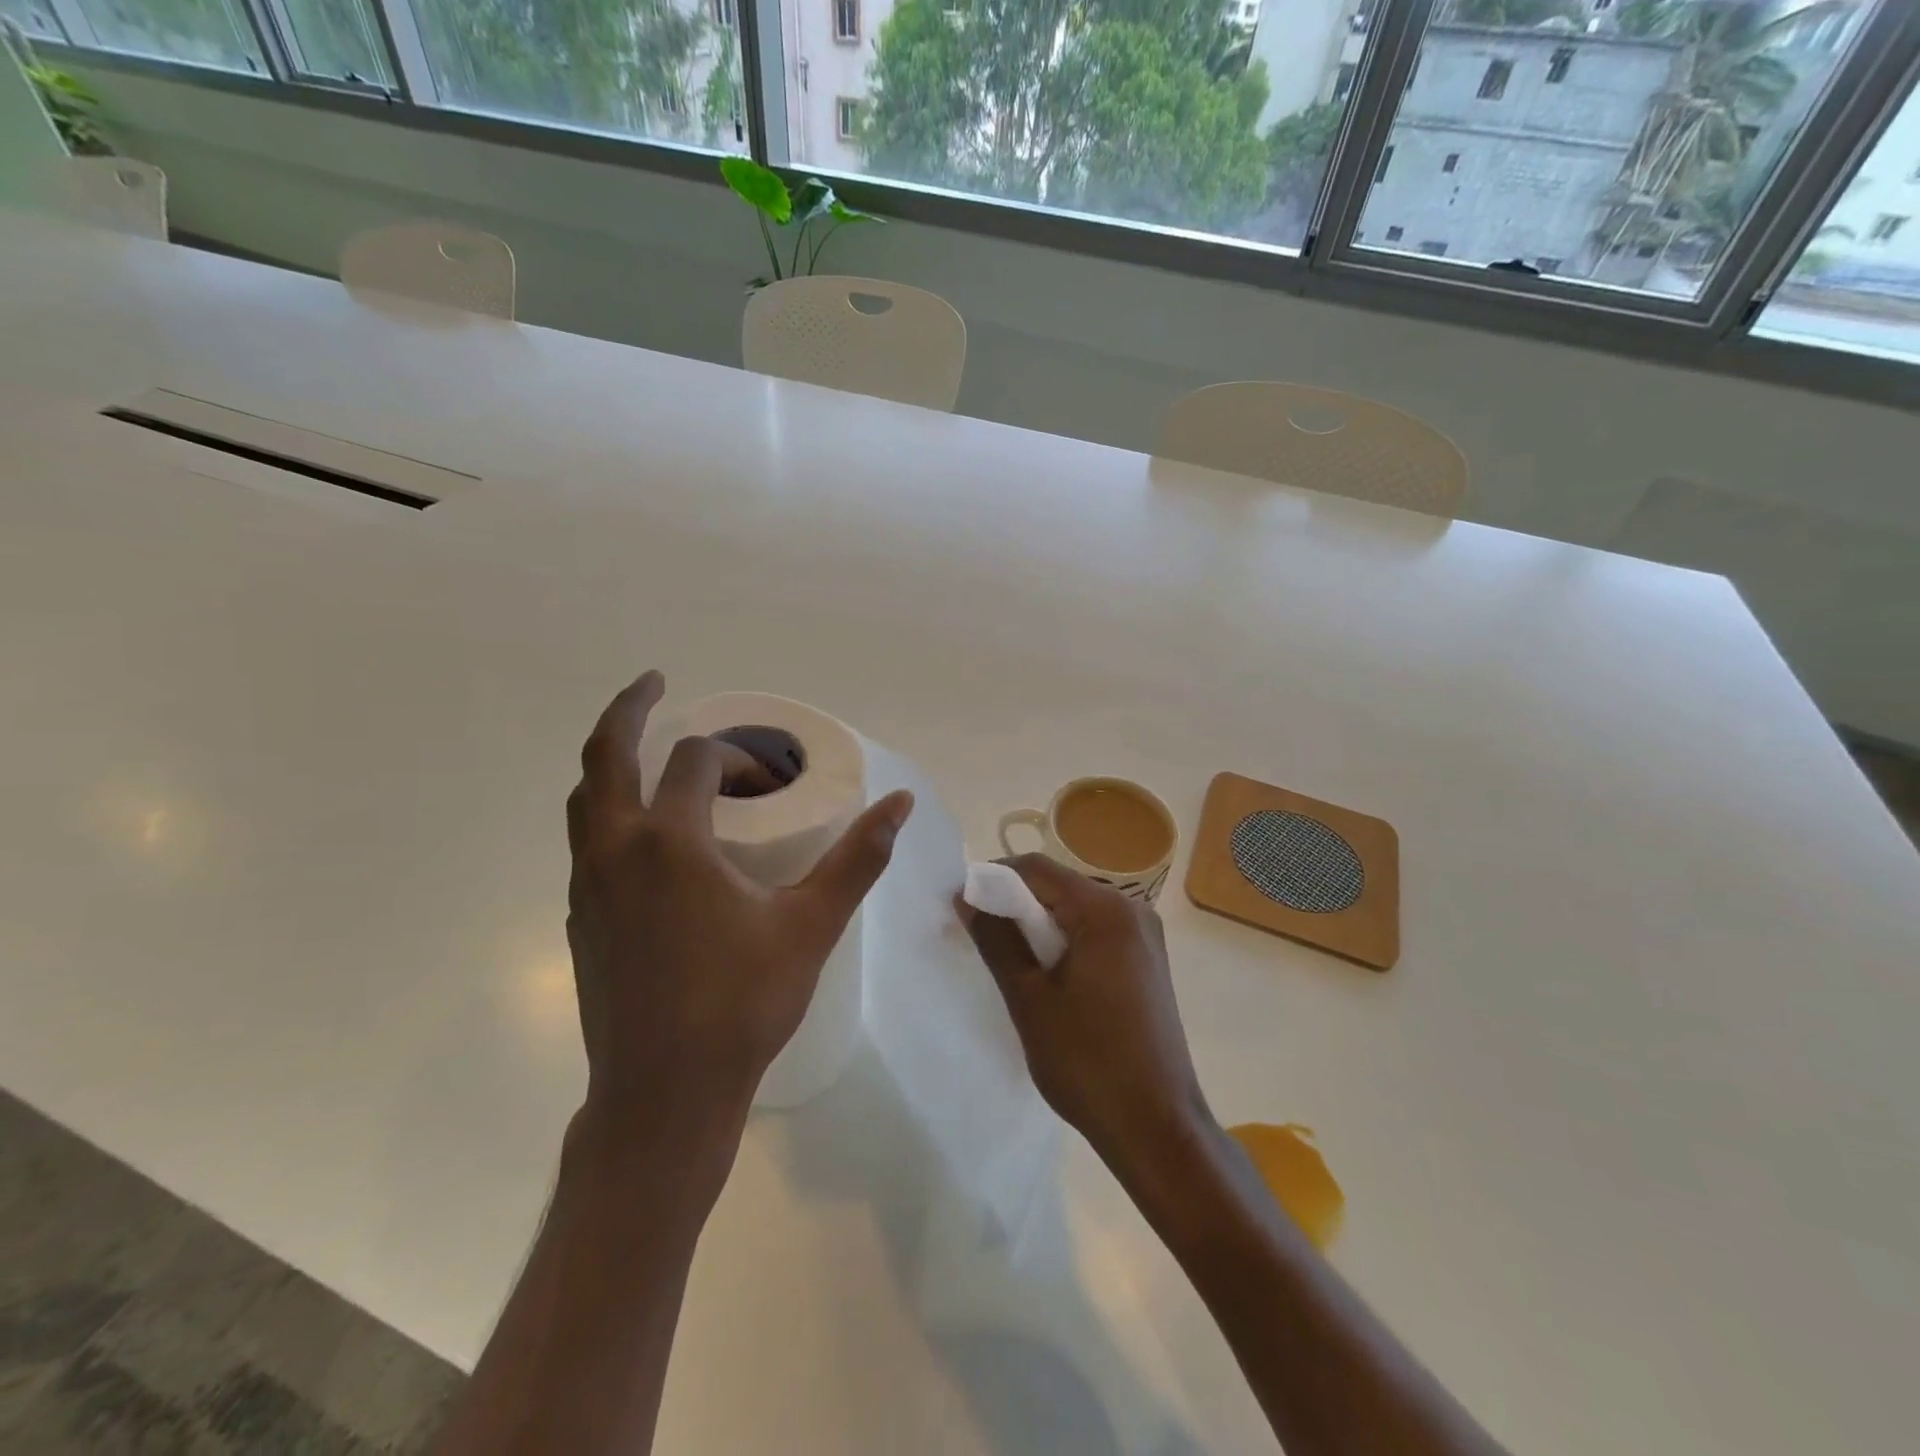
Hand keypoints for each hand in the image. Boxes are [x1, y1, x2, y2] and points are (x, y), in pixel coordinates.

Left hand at [565, 671, 913, 1175]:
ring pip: (587, 800)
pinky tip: (651, 839)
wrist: (663, 1095)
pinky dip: (613, 813)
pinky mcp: (580, 919)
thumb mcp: (812, 925)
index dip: (738, 758)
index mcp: (671, 843)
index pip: (696, 763)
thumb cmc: (743, 1004)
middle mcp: (616, 852)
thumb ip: (858, 858)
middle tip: (654, 682)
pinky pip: (589, 842)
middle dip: (628, 710)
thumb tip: (900, 803)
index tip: (773, 783)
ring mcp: (587, 887)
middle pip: (605, 757)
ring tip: (652, 755)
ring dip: (614, 764)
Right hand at [957, 855, 1211, 1172]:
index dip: (993, 878)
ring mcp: (1145, 937)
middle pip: (1059, 886)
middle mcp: (1132, 911)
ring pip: (1076, 911)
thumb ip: (996, 940)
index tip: (962, 906)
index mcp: (1106, 911)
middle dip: (1015, 904)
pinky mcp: (1147, 962)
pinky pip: (1095, 933)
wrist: (1157, 1127)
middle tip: (980, 936)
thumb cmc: (1088, 1062)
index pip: (1037, 869)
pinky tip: (1046, 977)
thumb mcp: (1030, 999)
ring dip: (1038, 926)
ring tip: (1008, 961)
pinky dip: (1064, 943)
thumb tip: (966, 897)